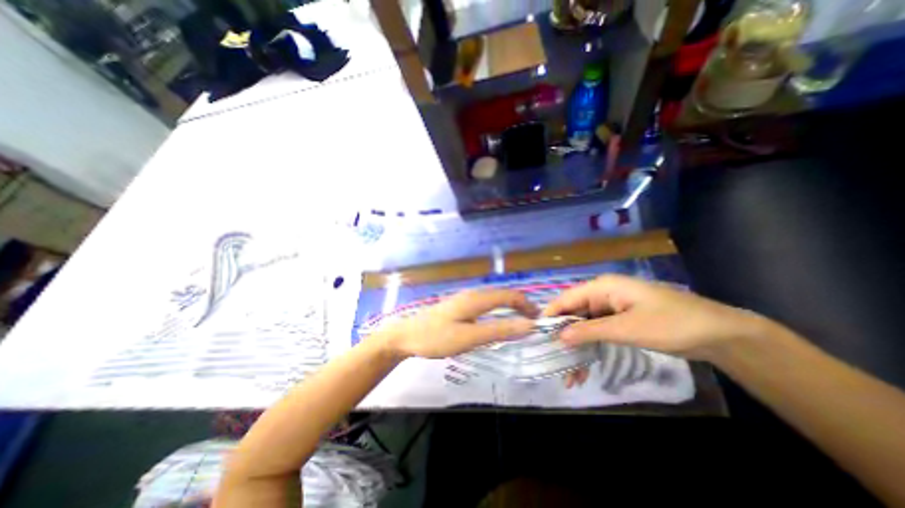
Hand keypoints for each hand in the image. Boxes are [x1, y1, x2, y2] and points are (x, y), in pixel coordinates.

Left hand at [380, 289, 539, 360]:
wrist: (406, 336)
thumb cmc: (436, 337)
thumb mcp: (469, 337)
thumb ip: (498, 330)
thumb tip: (528, 325)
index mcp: (476, 299)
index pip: (509, 295)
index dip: (526, 305)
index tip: (540, 319)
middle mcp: (472, 295)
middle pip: (503, 295)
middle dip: (520, 305)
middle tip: (533, 323)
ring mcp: (465, 300)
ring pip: (494, 299)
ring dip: (509, 308)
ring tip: (520, 322)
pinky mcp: (459, 306)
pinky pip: (485, 305)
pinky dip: (498, 311)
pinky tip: (497, 321)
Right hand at [544, 274, 768, 360]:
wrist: (720, 335)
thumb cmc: (670, 324)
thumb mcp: (626, 329)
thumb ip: (589, 331)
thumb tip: (559, 336)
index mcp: (602, 287)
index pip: (567, 298)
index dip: (551, 314)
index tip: (536, 333)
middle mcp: (603, 294)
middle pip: (574, 313)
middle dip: (564, 336)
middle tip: (553, 360)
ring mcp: (613, 308)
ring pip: (585, 325)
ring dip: (577, 347)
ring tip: (570, 373)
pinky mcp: (622, 321)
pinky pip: (599, 332)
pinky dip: (591, 347)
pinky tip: (585, 367)